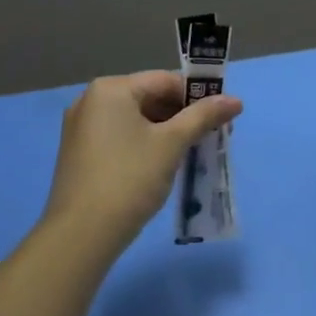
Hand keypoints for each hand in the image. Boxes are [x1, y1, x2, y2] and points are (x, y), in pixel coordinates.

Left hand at [42, 72, 241, 255]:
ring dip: (166, 131)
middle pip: (150, 97)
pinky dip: (145, 143)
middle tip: (211, 136)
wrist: (82, 234)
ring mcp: (81, 127)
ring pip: (136, 119)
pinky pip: (121, 136)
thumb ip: (204, 116)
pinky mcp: (80, 152)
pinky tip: (163, 163)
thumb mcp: (172, 144)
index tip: (221, 117)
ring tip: (192, 151)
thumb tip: (235, 100)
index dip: (197, 96)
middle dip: (183, 115)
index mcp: (111, 89)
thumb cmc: (130, 178)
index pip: (165, 80)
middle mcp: (91, 100)